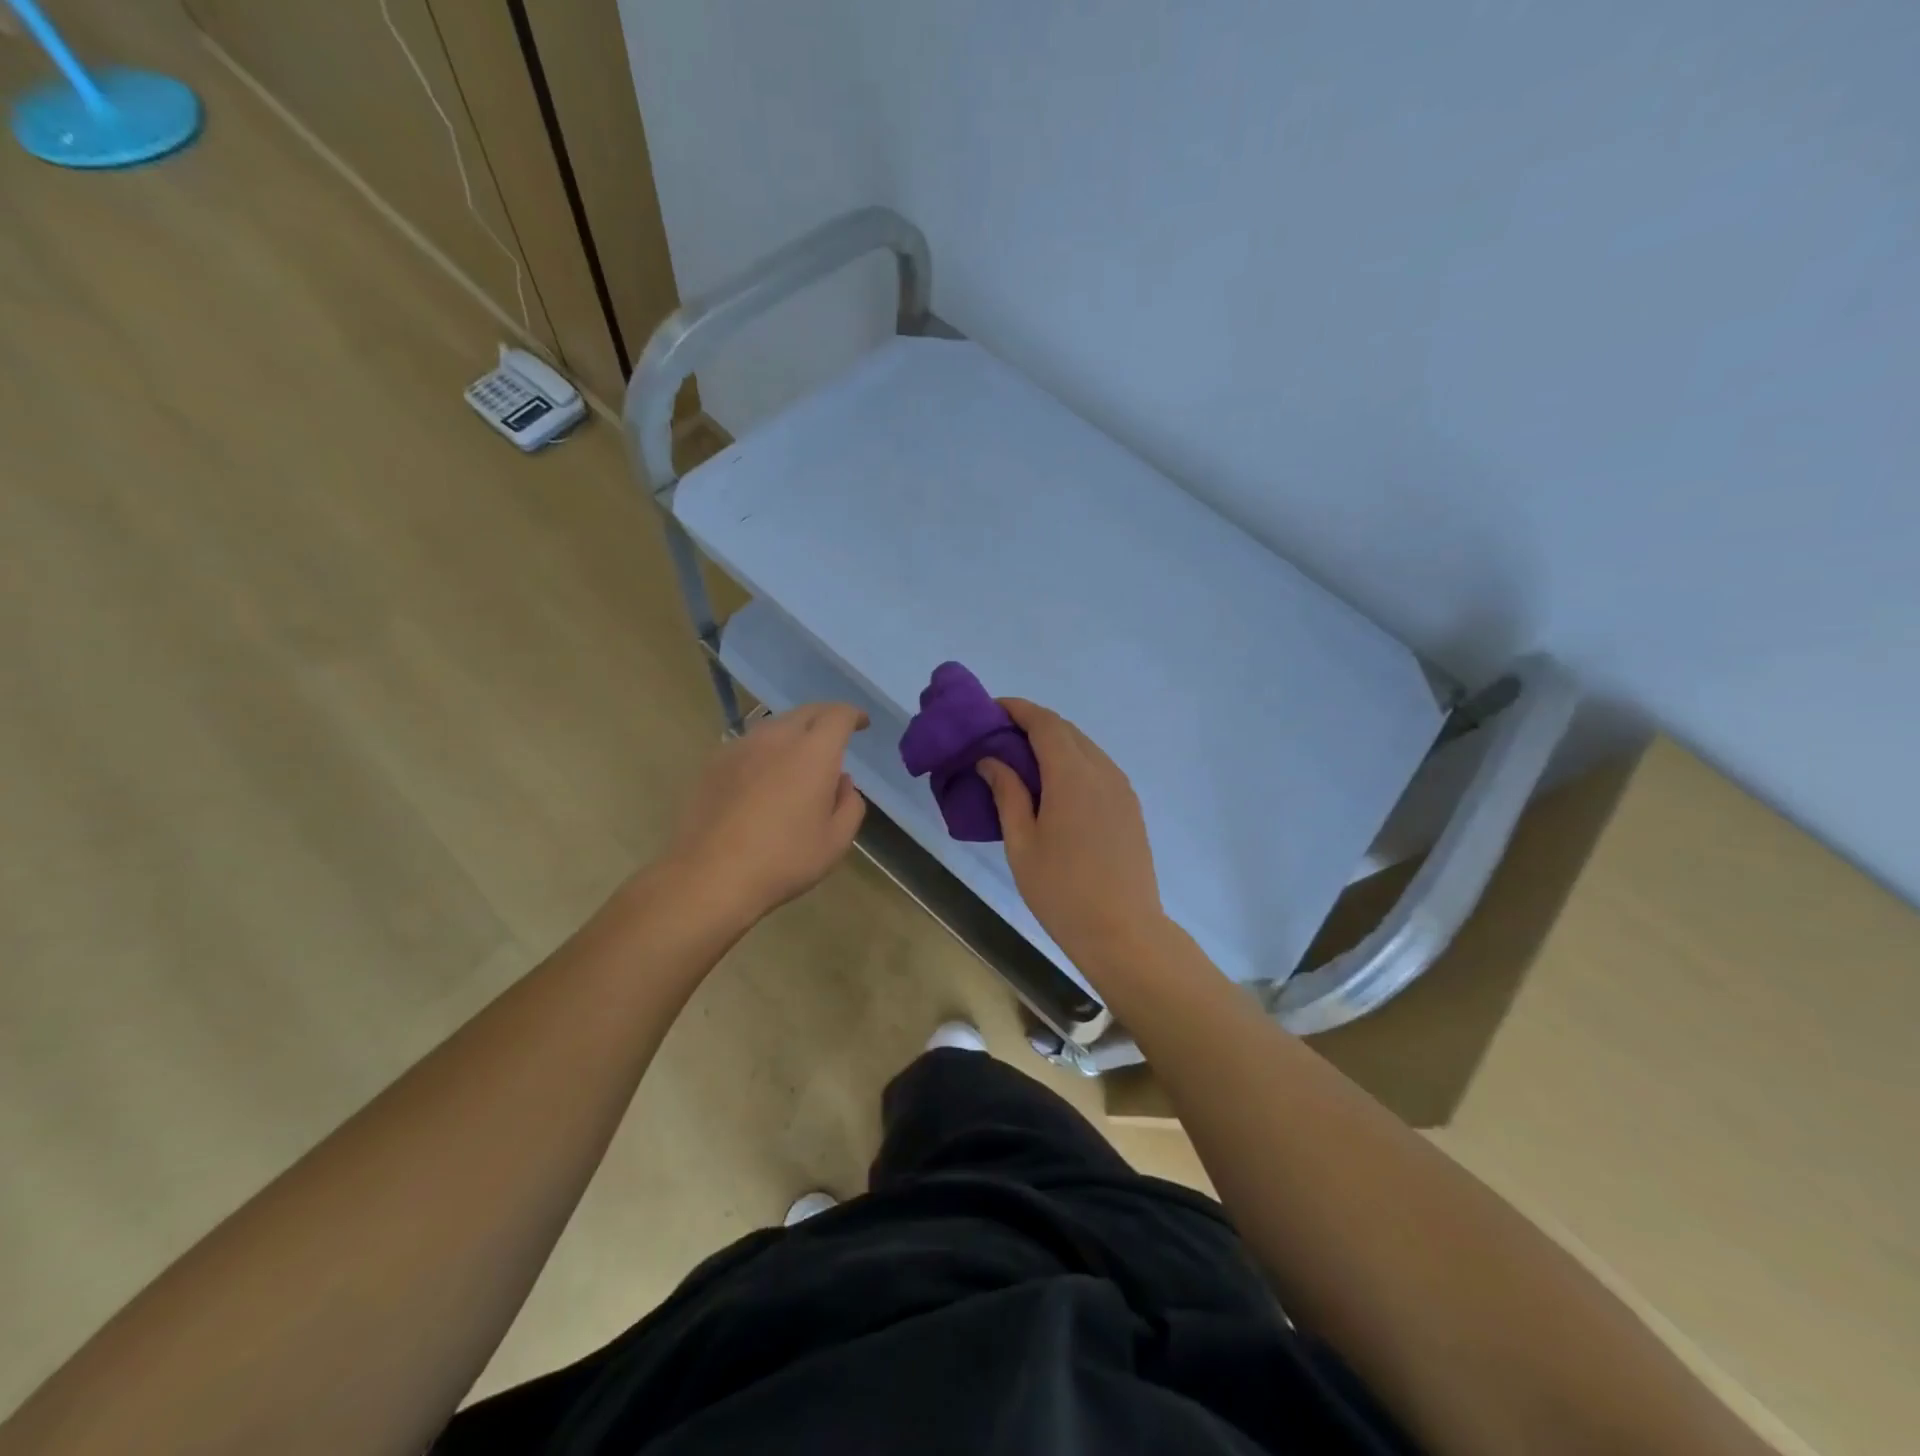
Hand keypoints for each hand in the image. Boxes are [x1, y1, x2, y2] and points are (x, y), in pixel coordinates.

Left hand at [667, 703, 868, 925]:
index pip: (838, 715)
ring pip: (775, 726)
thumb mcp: (836, 841)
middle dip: (825, 718)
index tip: (862, 723)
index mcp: (813, 752)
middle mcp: (777, 738)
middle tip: (835, 736)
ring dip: (794, 733)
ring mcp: (741, 747)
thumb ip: (849, 804)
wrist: (710, 876)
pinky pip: (749, 745)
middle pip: (806, 712)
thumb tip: (841, 782)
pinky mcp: (714, 763)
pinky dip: (766, 751)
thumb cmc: (783, 860)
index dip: (854, 715)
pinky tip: (764, 777)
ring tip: (799, 758)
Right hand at [977, 699, 1168, 970]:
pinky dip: (1072, 762)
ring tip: (1021, 760)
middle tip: (998, 737)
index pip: (1044, 723)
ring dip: (1053, 743)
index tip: (990, 709)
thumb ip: (1007, 793)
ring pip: (1084, 748)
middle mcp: (1102, 771)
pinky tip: (1053, 785)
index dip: (1017, 709)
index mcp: (1072, 775)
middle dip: (1032, 724)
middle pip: (1066, 730)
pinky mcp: (1129, 807)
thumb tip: (991, 760)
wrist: (1124, 932)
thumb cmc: (1062, 891)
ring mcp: (1121, 788)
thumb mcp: (1022, 843)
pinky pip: (1098, 768)